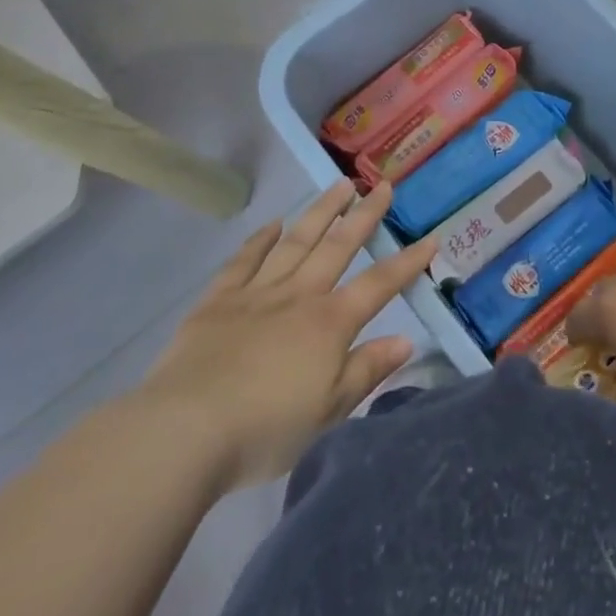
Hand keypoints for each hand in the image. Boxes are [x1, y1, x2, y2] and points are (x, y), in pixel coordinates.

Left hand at [137, 180, 434, 490]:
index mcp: (329, 324)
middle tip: (382, 185)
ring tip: (340, 185)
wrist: (184, 430)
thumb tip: (406, 339)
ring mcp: (256, 293)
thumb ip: (367, 370)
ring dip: (320, 212)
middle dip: (364, 216)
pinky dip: (260, 240)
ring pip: (296, 241)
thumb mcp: (328, 411)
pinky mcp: (218, 300)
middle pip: (337, 247)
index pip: (378, 285)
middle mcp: (298, 296)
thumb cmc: (265, 429)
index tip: (430, 237)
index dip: (407, 262)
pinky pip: (244, 261)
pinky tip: (273, 224)